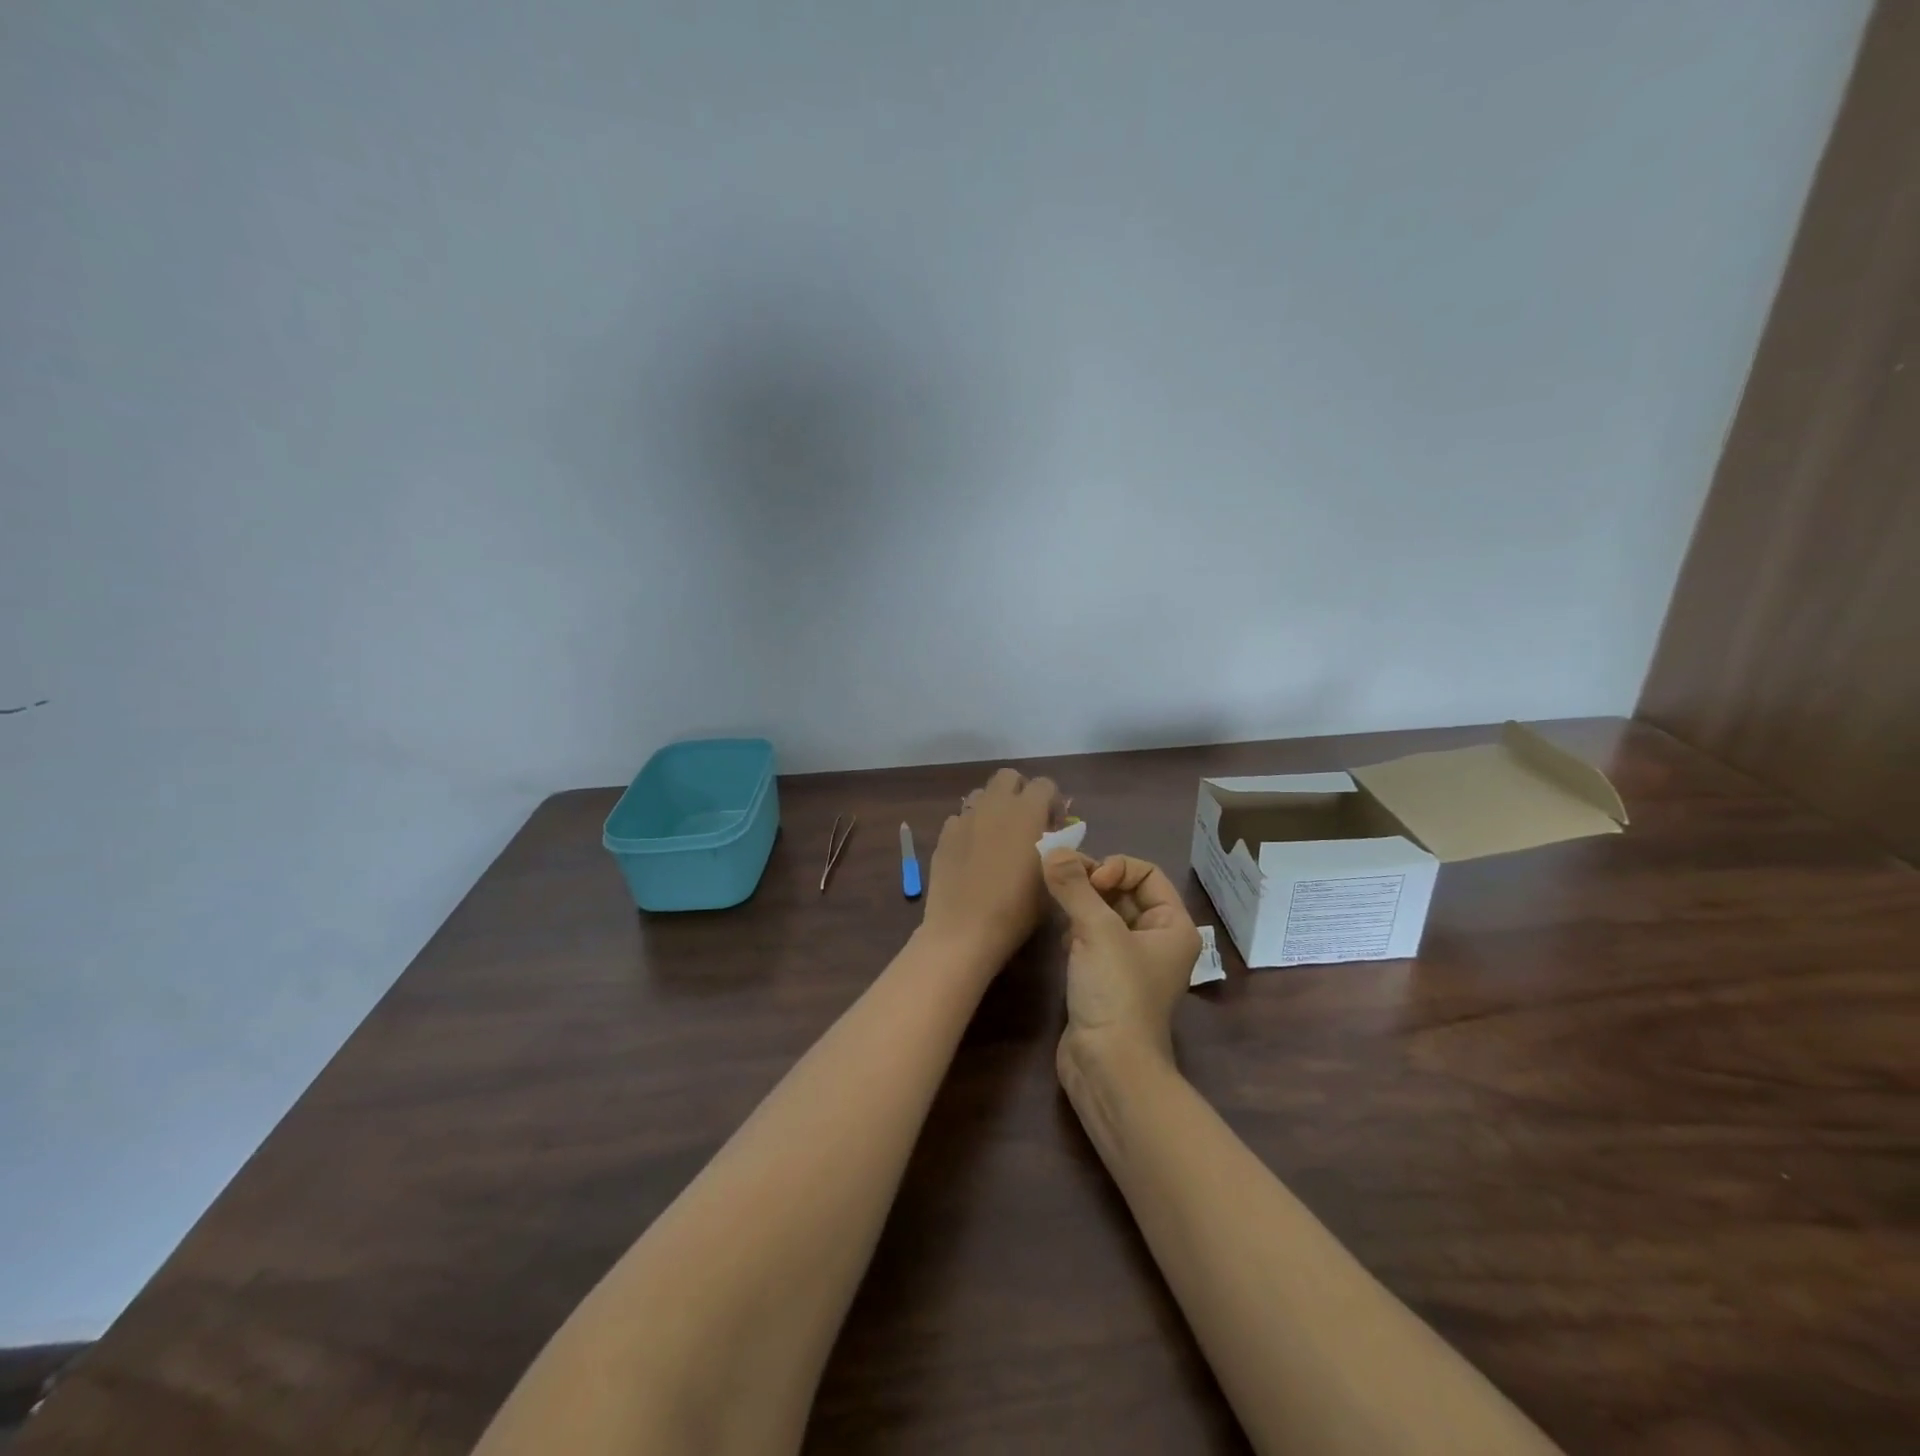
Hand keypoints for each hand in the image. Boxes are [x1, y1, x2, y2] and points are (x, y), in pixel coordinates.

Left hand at [921, 769, 1061, 967]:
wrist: (965, 930)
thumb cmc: (1018, 908)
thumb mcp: (1050, 878)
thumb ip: (1056, 847)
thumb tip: (1052, 835)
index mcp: (1027, 811)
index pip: (1044, 784)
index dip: (1052, 802)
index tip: (1054, 827)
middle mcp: (995, 805)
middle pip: (1008, 778)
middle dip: (1020, 793)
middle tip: (1026, 823)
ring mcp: (965, 817)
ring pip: (981, 794)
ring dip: (993, 807)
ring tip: (998, 837)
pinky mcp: (944, 834)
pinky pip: (961, 818)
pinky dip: (971, 828)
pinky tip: (974, 854)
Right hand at [1043, 851, 1200, 1077]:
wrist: (1108, 1066)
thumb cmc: (1116, 992)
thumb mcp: (1096, 931)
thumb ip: (1074, 887)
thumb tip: (1051, 849)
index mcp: (1172, 926)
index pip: (1146, 873)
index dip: (1116, 868)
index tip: (1089, 882)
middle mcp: (1157, 940)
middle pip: (1124, 891)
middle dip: (1092, 882)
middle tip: (1059, 880)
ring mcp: (1131, 962)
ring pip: (1104, 915)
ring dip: (1081, 904)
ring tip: (1057, 905)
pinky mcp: (1105, 980)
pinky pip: (1091, 939)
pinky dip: (1075, 930)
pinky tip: (1060, 939)